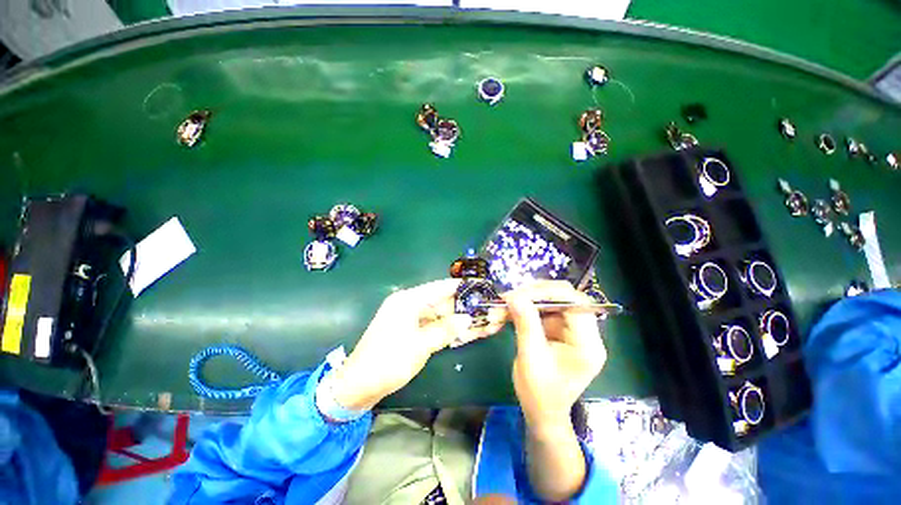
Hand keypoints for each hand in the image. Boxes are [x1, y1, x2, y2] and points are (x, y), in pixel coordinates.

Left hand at [330, 279, 504, 410]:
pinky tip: (461, 333)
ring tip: (478, 321)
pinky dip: (445, 329)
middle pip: (441, 301)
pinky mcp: (409, 331)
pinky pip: (431, 325)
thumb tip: (467, 318)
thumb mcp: (421, 345)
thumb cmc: (389, 361)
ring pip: (438, 314)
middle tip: (484, 309)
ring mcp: (408, 318)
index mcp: (408, 300)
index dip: (460, 286)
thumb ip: (446, 329)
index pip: (440, 287)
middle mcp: (409, 304)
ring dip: (455, 319)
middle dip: (461, 306)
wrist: (358, 385)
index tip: (480, 286)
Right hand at [504, 281, 606, 501]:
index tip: (519, 295)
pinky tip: (506, 314)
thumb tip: (514, 296)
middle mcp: (584, 332)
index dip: (547, 293)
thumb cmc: (539, 393)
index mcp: (587, 344)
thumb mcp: (531, 357)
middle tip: (509, 297)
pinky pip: (541, 310)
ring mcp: (570, 330)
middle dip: (533, 294)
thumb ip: (525, 324)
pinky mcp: (558, 329)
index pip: (574, 303)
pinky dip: (523, 309)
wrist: (542, 412)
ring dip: (524, 301)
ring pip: (549, 301)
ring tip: (502, 306)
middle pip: (563, 297)